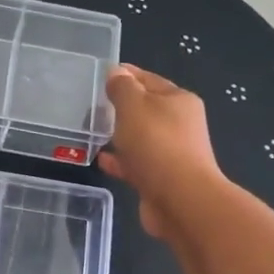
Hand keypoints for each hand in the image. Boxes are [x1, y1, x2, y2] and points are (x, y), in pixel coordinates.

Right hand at [98, 64, 224, 240]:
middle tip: (93, 104)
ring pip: (141, 138)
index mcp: (179, 101)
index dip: (126, 75)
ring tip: (94, 130)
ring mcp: (172, 153)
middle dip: (122, 107)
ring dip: (120, 134)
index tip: (102, 74)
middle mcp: (180, 125)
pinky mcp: (161, 179)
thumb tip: (117, 72)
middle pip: (146, 109)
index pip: (149, 79)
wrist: (180, 200)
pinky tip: (101, 159)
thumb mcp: (133, 106)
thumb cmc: (157, 144)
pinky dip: (120, 160)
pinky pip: (136, 163)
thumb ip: (122, 88)